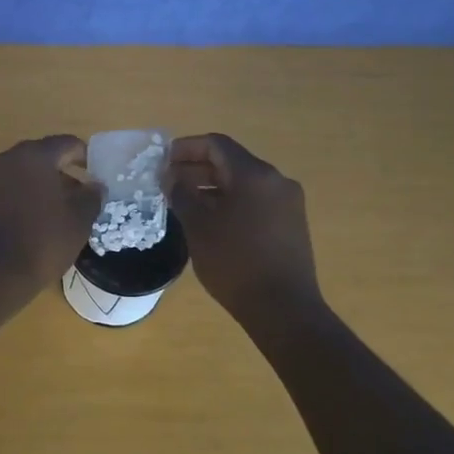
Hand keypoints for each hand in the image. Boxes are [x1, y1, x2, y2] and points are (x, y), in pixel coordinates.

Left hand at [0, 136, 102, 301]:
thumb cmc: (41, 241)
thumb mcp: (79, 220)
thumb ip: (91, 197)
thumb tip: (95, 186)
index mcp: (33, 156)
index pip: (66, 144)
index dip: (84, 156)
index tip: (95, 173)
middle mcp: (5, 159)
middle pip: (40, 157)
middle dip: (61, 173)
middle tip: (79, 195)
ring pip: (20, 175)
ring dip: (40, 187)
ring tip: (57, 212)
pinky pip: (5, 191)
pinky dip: (21, 199)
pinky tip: (33, 222)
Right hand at [166, 133, 321, 320]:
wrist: (283, 308)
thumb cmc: (235, 263)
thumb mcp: (199, 226)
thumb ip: (182, 194)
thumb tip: (171, 176)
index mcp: (254, 174)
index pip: (216, 144)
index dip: (186, 148)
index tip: (162, 161)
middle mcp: (276, 180)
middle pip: (231, 162)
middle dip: (196, 168)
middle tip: (167, 183)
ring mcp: (288, 202)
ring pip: (243, 183)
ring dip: (212, 187)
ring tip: (184, 203)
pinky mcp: (291, 223)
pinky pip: (256, 200)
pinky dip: (231, 201)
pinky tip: (211, 221)